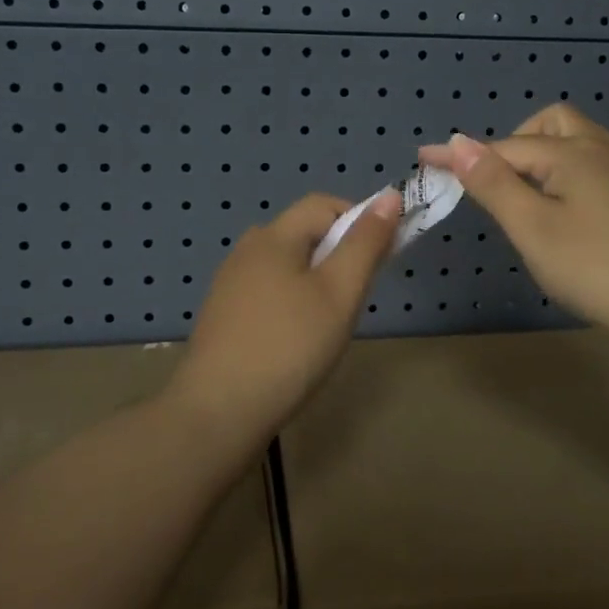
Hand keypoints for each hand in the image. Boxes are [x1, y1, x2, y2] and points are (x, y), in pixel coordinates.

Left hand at [172, 190, 400, 429]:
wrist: (219, 412)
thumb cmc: (289, 346)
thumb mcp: (339, 293)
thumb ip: (365, 243)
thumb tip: (389, 196)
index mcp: (273, 237)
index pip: (323, 204)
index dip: (359, 220)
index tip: (380, 259)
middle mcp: (246, 250)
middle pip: (303, 233)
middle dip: (338, 253)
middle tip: (355, 297)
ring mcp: (230, 284)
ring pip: (286, 265)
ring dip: (316, 280)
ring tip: (329, 323)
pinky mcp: (223, 315)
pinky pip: (268, 291)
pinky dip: (291, 302)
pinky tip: (295, 341)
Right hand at [421, 106, 608, 350]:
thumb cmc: (596, 266)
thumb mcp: (533, 227)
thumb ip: (494, 183)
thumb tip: (458, 143)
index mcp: (571, 153)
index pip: (503, 147)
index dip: (462, 155)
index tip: (424, 159)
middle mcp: (599, 149)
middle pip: (549, 125)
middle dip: (514, 144)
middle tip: (494, 184)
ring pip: (574, 142)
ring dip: (540, 156)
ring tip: (524, 196)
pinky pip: (590, 163)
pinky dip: (564, 172)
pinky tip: (562, 208)